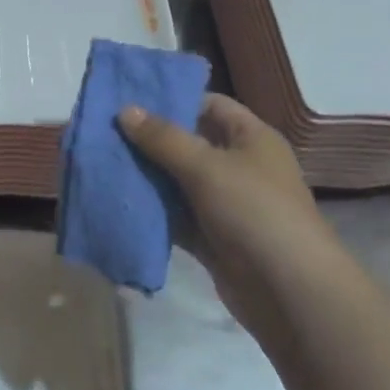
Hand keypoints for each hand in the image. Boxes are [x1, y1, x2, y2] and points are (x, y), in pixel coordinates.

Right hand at [120, 93, 348, 347]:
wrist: (287, 290)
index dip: (174, 100)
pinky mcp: (212, 238)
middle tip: (105, 133)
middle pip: (190, 144)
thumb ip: (164, 139)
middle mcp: (240, 167)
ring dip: (147, 177)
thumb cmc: (253, 211)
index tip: (130, 101)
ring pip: (179, 183)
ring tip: (102, 164)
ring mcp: (226, 204)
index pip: (211, 105)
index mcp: (251, 138)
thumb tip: (126, 110)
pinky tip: (119, 204)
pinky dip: (153, 212)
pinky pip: (177, 218)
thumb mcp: (206, 167)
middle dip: (150, 141)